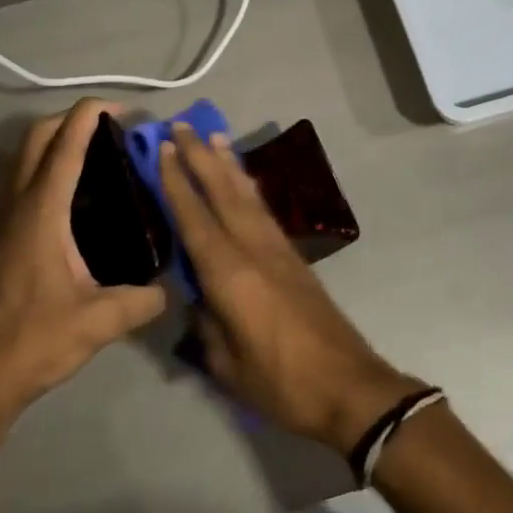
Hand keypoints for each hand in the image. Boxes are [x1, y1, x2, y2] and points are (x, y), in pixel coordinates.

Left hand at [0, 100, 165, 421]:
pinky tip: (62, 189)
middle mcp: (16, 204)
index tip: (120, 108)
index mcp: (42, 213)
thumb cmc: (38, 340)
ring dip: (48, 138)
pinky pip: (12, 178)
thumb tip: (172, 286)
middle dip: (69, 119)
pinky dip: (35, 163)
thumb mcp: (101, 320)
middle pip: (34, 138)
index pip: (64, 147)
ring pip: (17, 155)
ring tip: (86, 149)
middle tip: (108, 128)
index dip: (89, 116)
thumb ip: (144, 299)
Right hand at [159, 125, 421, 452]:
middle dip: (200, 157)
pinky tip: (243, 182)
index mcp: (230, 274)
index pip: (195, 218)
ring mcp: (278, 251)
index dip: (176, 182)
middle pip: (222, 193)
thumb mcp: (226, 365)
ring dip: (228, 165)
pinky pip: (264, 211)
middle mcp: (254, 250)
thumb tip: (196, 298)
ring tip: (214, 136)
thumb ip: (205, 325)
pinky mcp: (295, 259)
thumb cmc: (281, 383)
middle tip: (182, 125)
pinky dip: (249, 189)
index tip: (163, 149)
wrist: (349, 387)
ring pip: (248, 196)